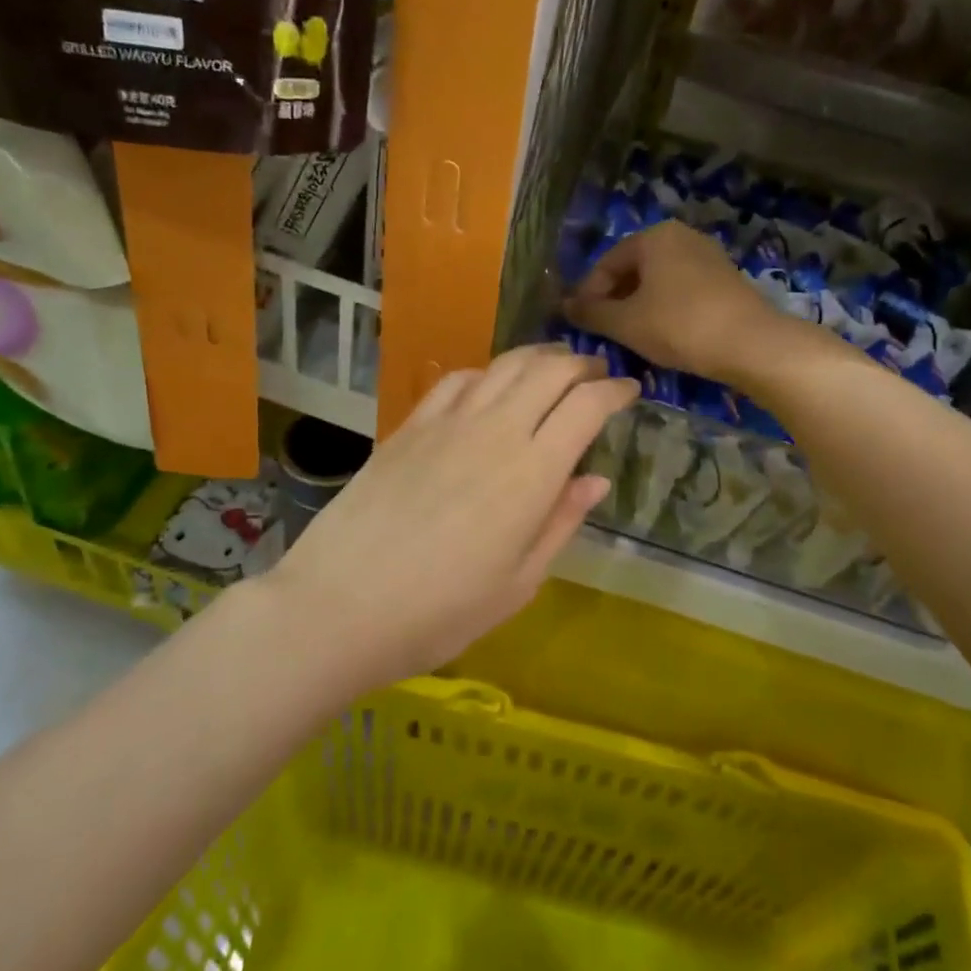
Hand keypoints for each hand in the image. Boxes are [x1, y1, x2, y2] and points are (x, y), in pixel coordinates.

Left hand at [255, 346, 636, 691]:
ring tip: (554, 365)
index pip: (586, 406)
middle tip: (597, 372)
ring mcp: (447, 422)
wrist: (339, 605)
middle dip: (581, 364)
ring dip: (538, 357)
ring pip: (504, 365)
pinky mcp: (410, 426)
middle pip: (548, 371)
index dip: (615, 390)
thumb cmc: (440, 612)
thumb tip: (596, 479)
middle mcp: (495, 431)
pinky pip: (458, 380)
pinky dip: (488, 372)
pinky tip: (490, 385)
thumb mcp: (518, 583)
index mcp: (532, 472)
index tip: (630, 390)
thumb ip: (560, 522)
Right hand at [564, 222, 792, 384]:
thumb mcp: (626, 323)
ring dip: (638, 306)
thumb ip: (591, 313)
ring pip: (658, 281)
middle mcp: (681, 236)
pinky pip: (681, 289)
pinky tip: (662, 334)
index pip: (607, 262)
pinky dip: (664, 308)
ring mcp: (707, 256)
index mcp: (654, 237)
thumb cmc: (679, 326)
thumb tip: (564, 306)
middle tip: (602, 331)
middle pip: (634, 268)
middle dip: (614, 299)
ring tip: (629, 336)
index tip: (579, 322)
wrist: (750, 343)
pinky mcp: (725, 279)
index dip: (588, 293)